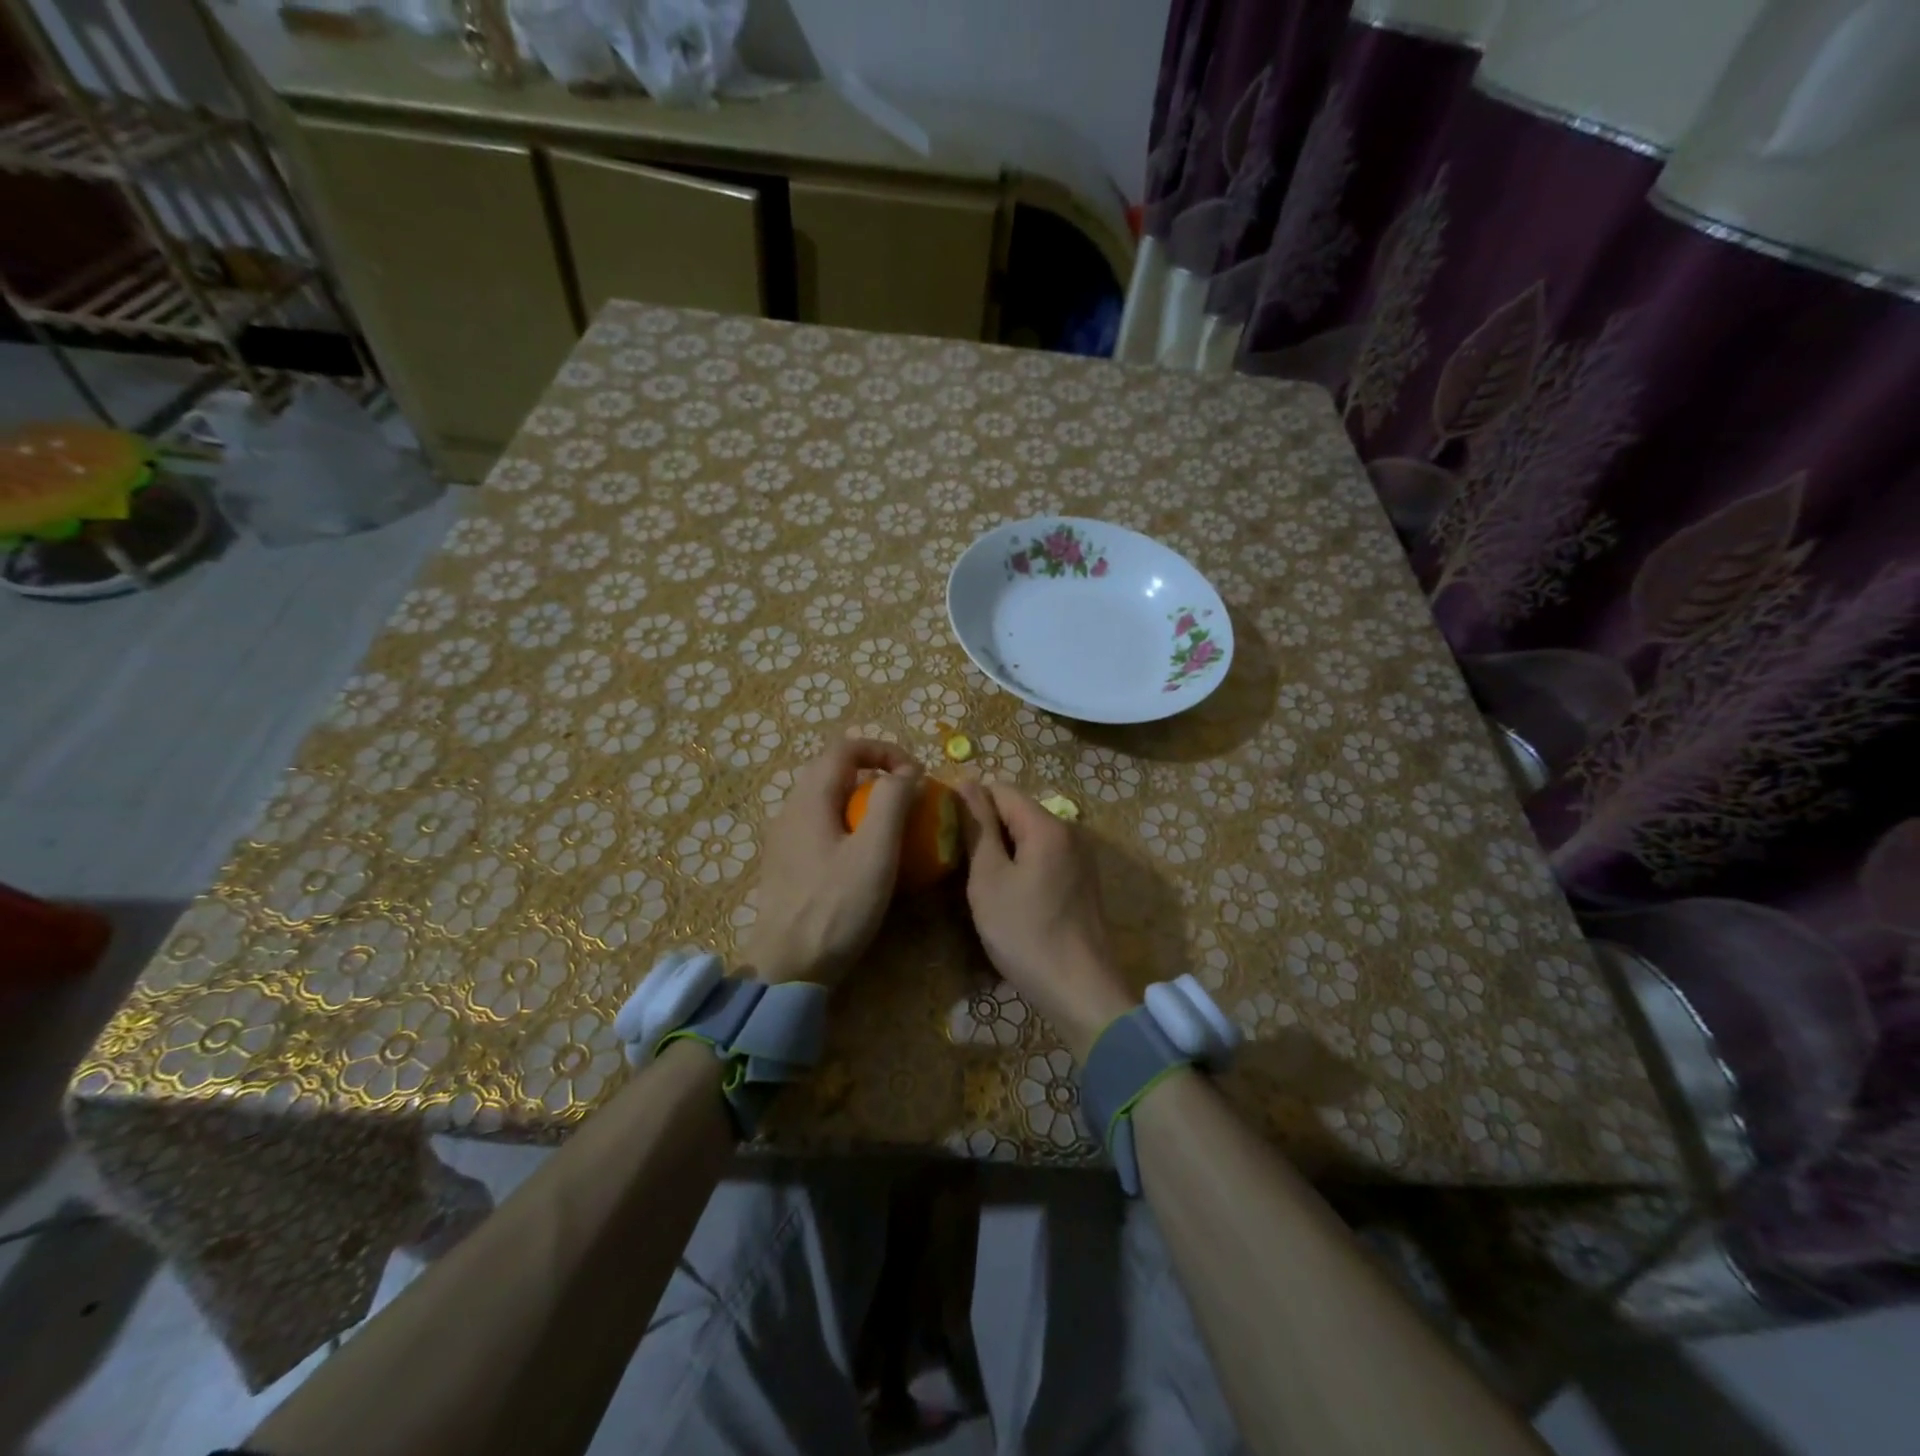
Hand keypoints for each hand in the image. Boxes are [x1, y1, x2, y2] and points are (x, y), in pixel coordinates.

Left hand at [737, 739, 922, 987]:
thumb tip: (906, 771)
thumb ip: (892, 801)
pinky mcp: (787, 864)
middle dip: (876, 774)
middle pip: (835, 770)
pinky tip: (866, 859)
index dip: (884, 750)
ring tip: (893, 828)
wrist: (787, 968)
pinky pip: (822, 827)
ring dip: (864, 802)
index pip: (846, 747)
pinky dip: (850, 826)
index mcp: (810, 798)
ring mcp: (785, 838)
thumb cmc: (836, 907)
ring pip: (828, 800)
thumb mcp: (875, 852)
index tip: (915, 774)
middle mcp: (791, 809)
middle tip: (908, 799)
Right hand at [955, 782, 1138, 1061]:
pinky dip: (1023, 868)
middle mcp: (1071, 832)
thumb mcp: (989, 879)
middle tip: (960, 863)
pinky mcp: (1083, 882)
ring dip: (1004, 852)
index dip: (970, 803)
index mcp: (1048, 826)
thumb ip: (979, 828)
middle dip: (988, 830)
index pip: (1001, 790)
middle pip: (1019, 812)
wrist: (1080, 990)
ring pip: (1031, 838)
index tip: (946, 832)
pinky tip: (1010, 899)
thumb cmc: (1026, 933)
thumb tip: (967, 784)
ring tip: (981, 883)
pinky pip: (1045, 859)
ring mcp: (1081, 858)